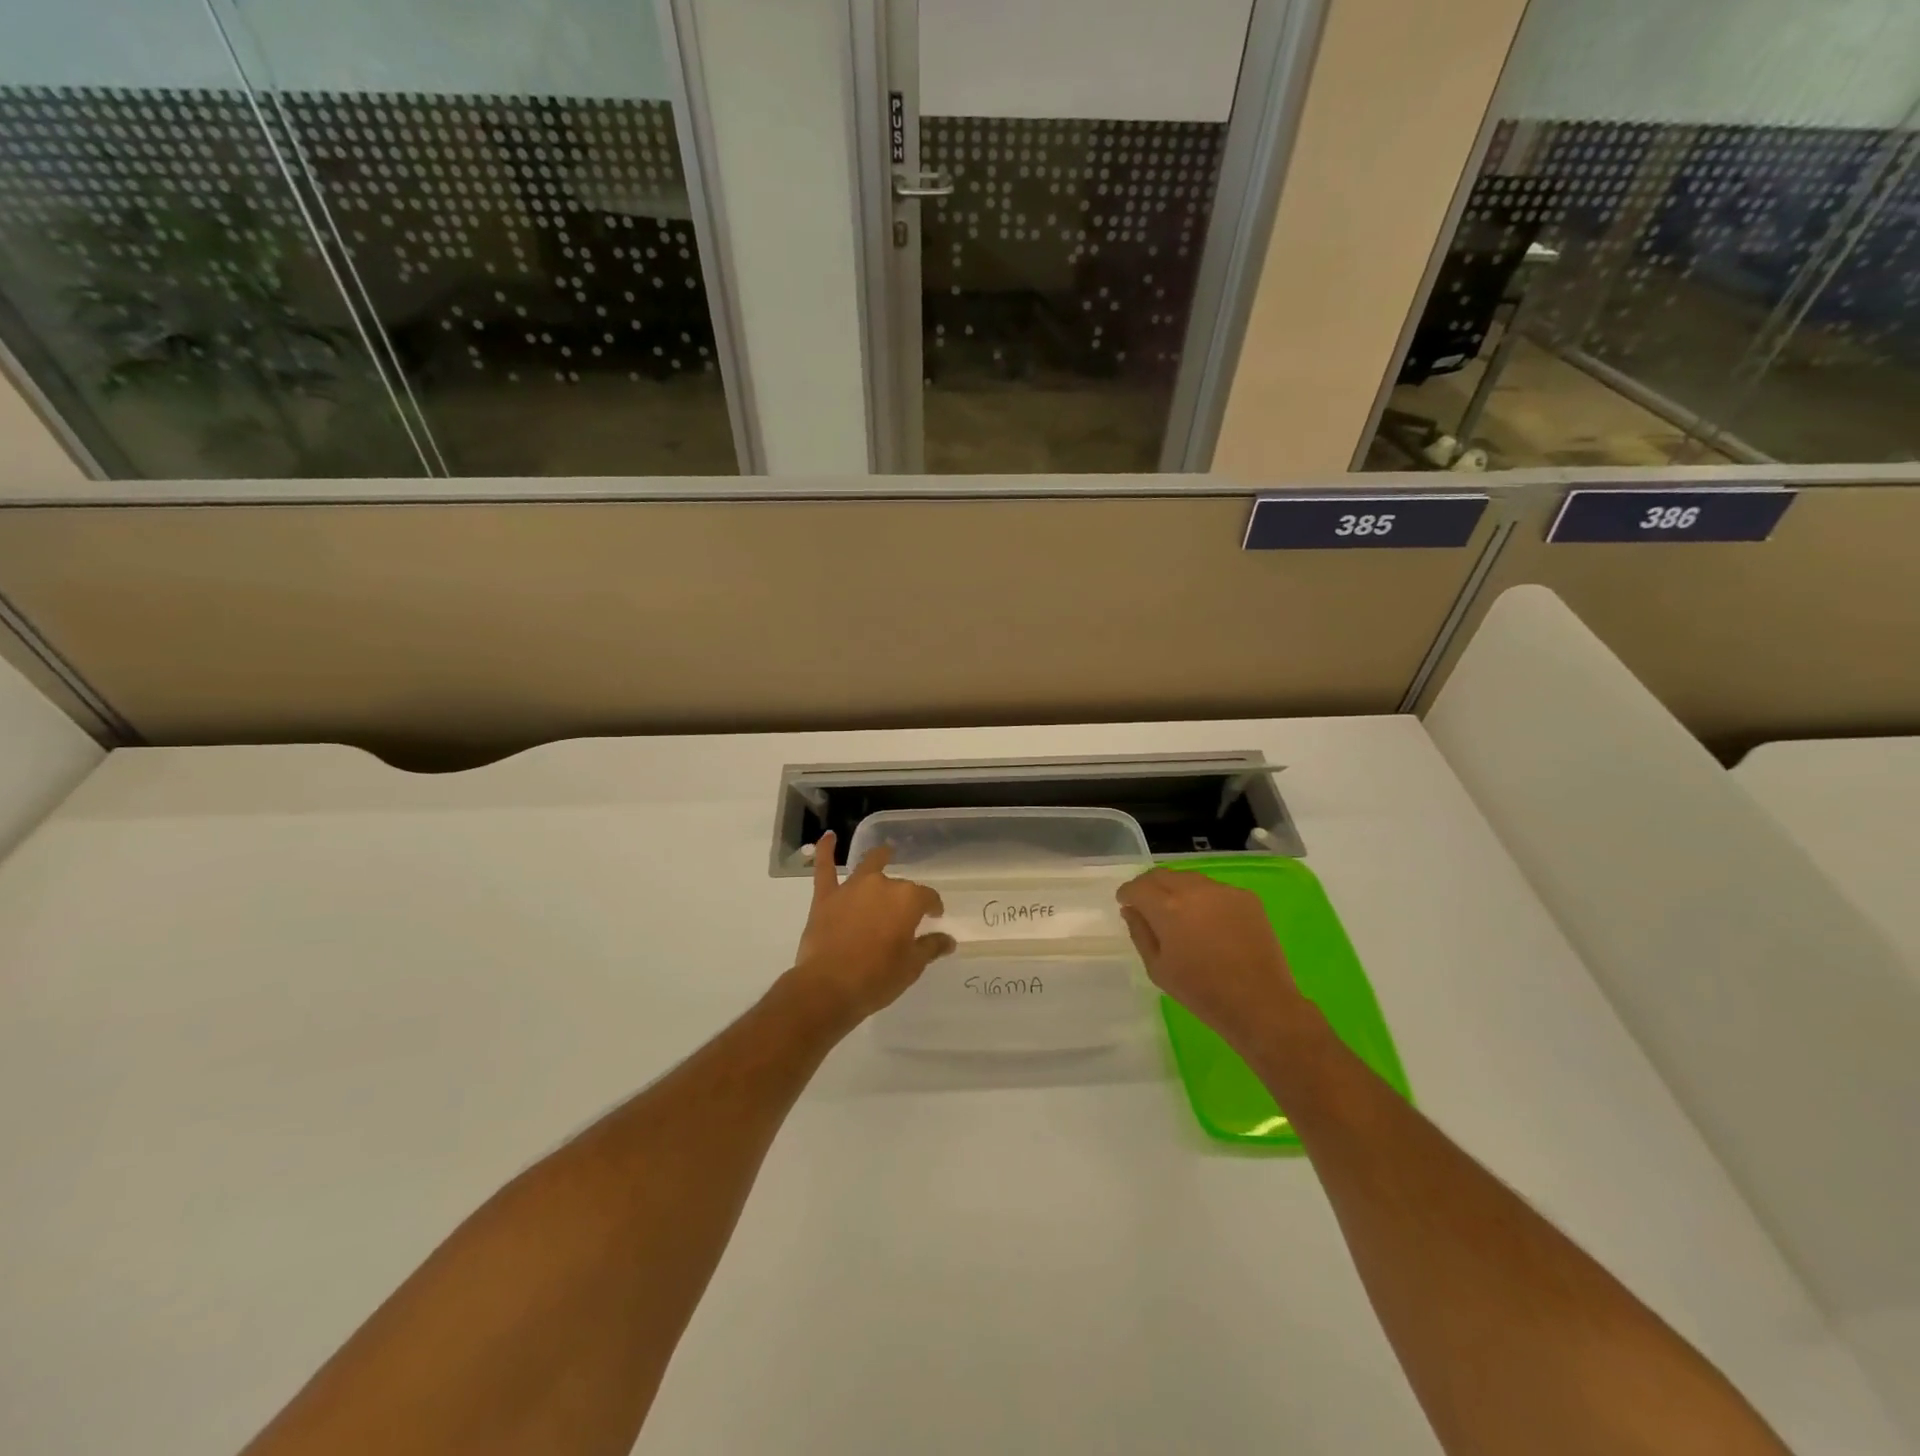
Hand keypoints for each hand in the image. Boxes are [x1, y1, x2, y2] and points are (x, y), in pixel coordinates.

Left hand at [790, 831, 954, 1025]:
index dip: (933, 907)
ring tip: (885, 852)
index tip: (934, 917)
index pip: (927, 897)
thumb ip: (930, 947)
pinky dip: (825, 850)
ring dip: (879, 859)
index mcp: (907, 900)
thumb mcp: (912, 966)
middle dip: (905, 894)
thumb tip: (948, 940)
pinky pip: (824, 868)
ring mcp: (851, 888)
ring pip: (868, 866)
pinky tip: (828, 836)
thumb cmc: (877, 978)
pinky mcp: (825, 897)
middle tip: (906, 909)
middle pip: (899, 884)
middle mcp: (881, 885)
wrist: (829, 987)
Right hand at [1117, 868, 1307, 1052]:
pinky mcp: (1246, 897)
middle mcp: (1194, 889)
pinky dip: (1204, 898)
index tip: (1125, 904)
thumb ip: (1140, 932)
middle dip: (1149, 886)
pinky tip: (1208, 921)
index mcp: (1167, 907)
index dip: (1127, 894)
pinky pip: (1215, 889)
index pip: (1138, 887)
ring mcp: (1223, 891)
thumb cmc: (1201, 992)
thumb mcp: (1157, 968)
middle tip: (1146, 905)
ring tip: (1179, 912)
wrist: (1259, 1003)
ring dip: (1176, 889)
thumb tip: (1131, 910)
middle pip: (1162, 875)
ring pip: (1189, 879)